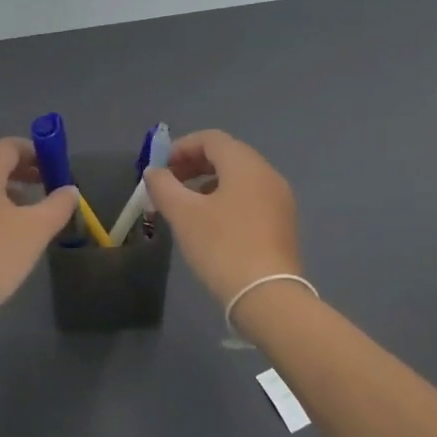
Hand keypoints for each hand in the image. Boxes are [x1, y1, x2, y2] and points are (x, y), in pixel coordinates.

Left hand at [0, 138, 77, 336]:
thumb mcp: (36, 230)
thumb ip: (58, 205)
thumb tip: (70, 189)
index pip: (10, 146)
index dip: (36, 152)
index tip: (55, 168)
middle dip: (20, 167)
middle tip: (43, 183)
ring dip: (4, 184)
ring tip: (27, 206)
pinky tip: (1, 226)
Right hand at [144, 130, 301, 304]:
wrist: (268, 297)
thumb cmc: (222, 247)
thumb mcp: (184, 215)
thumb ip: (164, 186)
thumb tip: (154, 172)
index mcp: (246, 165)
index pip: (211, 139)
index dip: (181, 147)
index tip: (160, 168)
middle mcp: (267, 174)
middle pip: (227, 155)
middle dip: (193, 164)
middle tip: (168, 184)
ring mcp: (279, 200)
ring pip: (239, 178)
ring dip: (208, 182)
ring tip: (185, 205)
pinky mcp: (282, 224)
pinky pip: (250, 197)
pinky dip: (226, 198)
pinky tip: (210, 223)